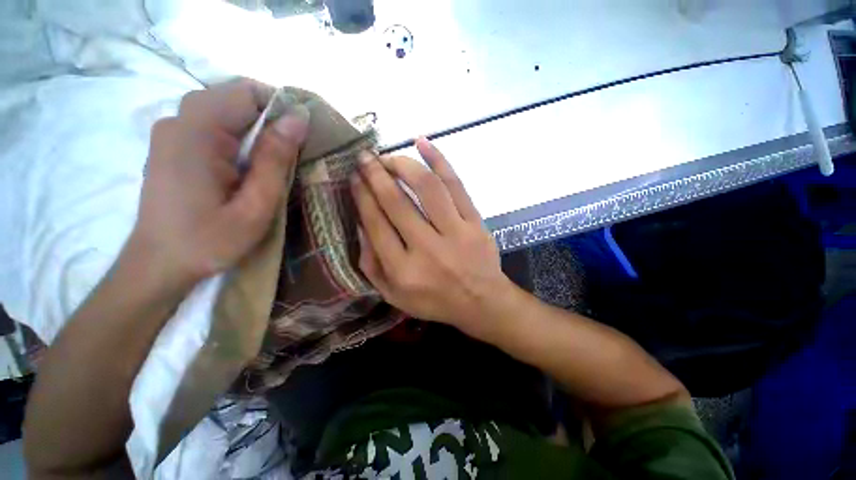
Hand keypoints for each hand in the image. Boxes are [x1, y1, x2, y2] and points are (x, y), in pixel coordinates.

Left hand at [130, 79, 309, 294]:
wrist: (159, 265)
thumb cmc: (209, 242)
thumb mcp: (255, 206)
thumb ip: (275, 159)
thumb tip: (299, 118)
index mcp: (197, 133)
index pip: (247, 92)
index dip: (281, 108)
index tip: (303, 136)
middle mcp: (179, 121)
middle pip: (235, 98)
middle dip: (270, 120)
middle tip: (292, 155)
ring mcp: (172, 131)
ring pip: (226, 111)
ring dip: (256, 131)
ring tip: (272, 165)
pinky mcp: (173, 144)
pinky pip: (214, 125)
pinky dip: (239, 138)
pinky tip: (248, 168)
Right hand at [351, 138, 512, 336]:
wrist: (482, 302)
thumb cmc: (435, 301)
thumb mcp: (393, 296)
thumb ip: (371, 265)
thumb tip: (360, 225)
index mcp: (403, 270)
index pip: (376, 224)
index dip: (362, 196)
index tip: (354, 178)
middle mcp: (427, 249)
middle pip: (396, 202)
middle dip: (376, 175)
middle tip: (365, 158)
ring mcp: (455, 233)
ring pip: (426, 188)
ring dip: (403, 165)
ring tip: (389, 156)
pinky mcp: (475, 222)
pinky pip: (456, 185)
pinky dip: (439, 160)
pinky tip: (422, 143)